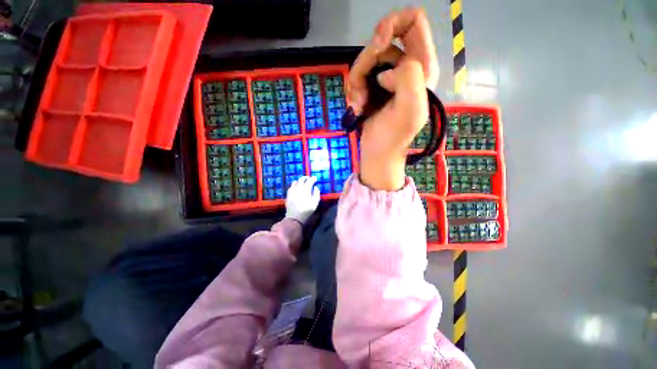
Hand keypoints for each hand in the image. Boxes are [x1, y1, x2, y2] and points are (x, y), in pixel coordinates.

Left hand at [285, 176, 320, 223]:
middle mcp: (298, 188)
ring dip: (299, 180)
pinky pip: (291, 186)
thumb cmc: (307, 210)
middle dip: (306, 177)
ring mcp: (292, 191)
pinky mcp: (288, 194)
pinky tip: (295, 187)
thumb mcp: (315, 203)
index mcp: (306, 189)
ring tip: (302, 181)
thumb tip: (316, 187)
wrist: (295, 217)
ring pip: (295, 182)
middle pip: (301, 179)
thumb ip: (316, 193)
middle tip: (309, 178)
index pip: (310, 181)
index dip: (313, 178)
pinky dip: (294, 185)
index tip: (315, 178)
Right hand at [347, 7, 438, 190]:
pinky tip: (357, 108)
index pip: (413, 22)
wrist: (378, 154)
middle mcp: (405, 67)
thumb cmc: (394, 137)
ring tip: (360, 106)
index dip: (393, 23)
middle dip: (366, 64)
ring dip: (357, 83)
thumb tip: (387, 72)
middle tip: (363, 93)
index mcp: (422, 67)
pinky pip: (357, 76)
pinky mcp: (372, 88)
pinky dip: (353, 92)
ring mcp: (387, 78)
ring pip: (365, 61)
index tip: (377, 44)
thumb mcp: (410, 110)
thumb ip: (409, 77)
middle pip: (381, 42)